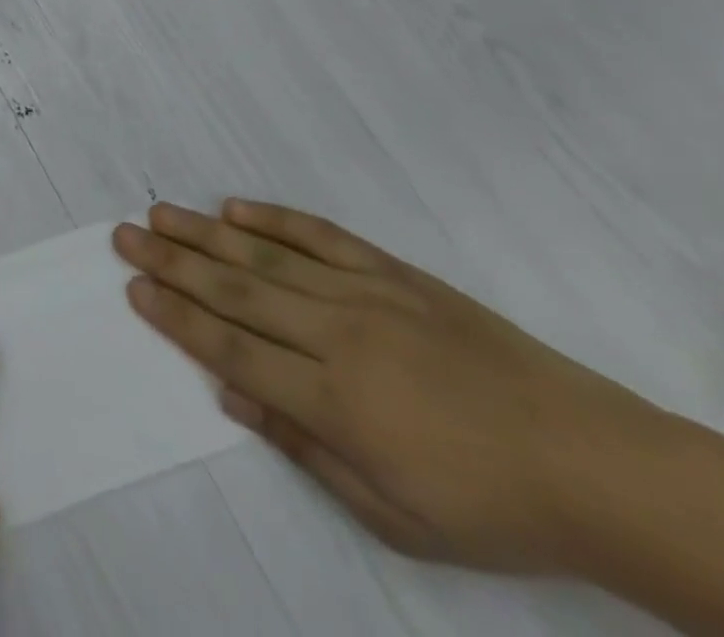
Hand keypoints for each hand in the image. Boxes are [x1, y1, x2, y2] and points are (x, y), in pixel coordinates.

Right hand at [113, 200, 660, 574]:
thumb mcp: (392, 515)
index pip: (230, 347)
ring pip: (266, 256)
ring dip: (206, 234)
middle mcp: (338, 334)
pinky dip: (274, 220)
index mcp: (334, 400)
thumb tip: (230, 392)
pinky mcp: (396, 273)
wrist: (599, 466)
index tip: (135, 288)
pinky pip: (322, 236)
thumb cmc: (490, 508)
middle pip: (235, 291)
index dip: (176, 317)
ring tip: (160, 213)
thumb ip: (302, 446)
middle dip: (172, 262)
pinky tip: (235, 209)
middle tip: (125, 235)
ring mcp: (368, 295)